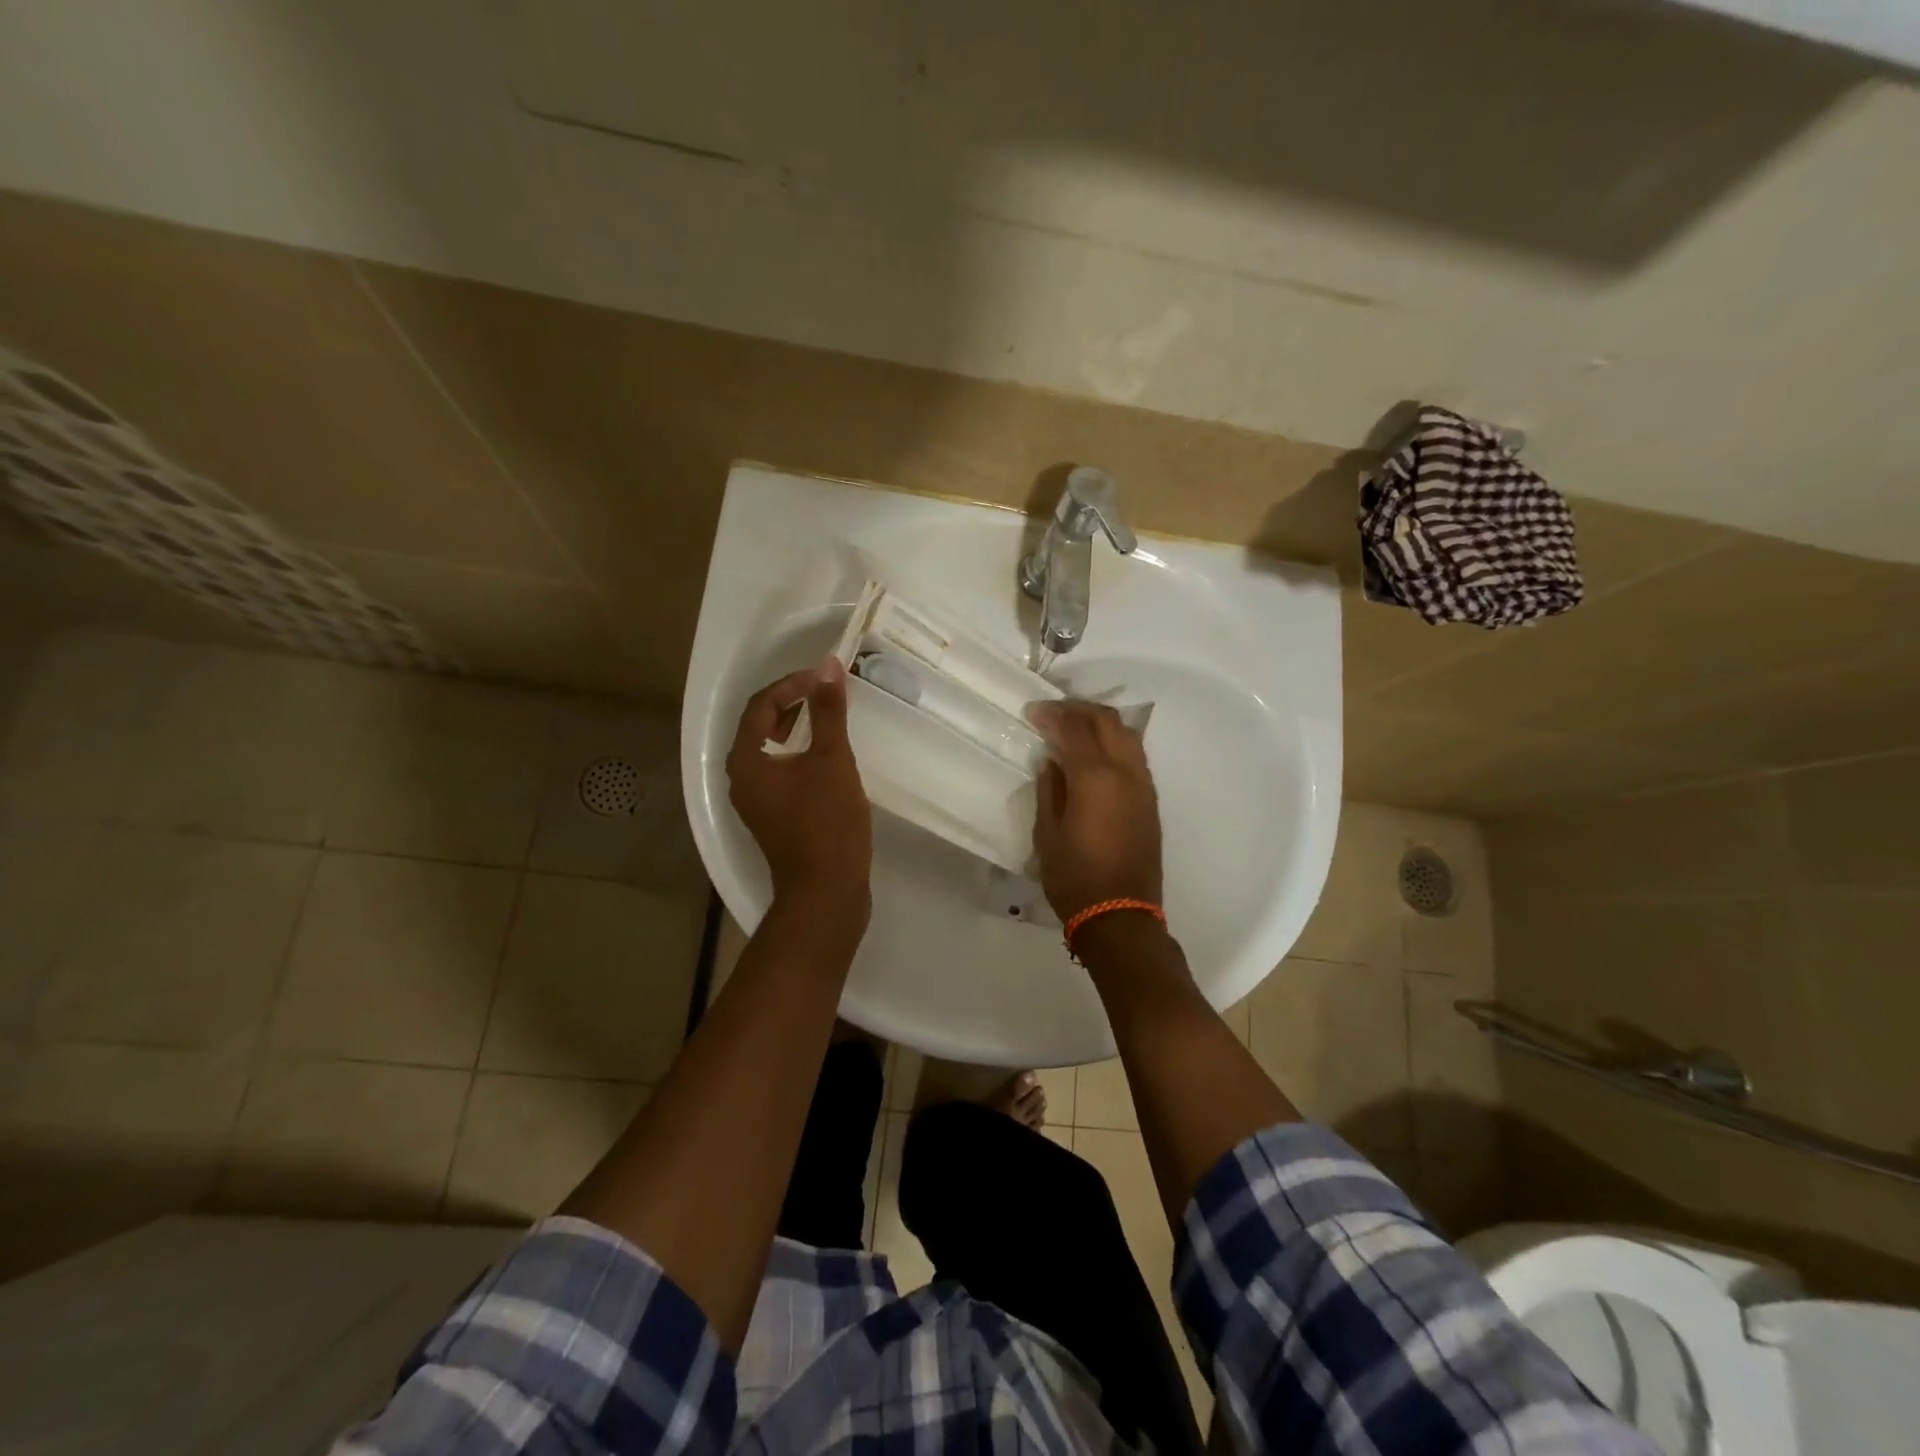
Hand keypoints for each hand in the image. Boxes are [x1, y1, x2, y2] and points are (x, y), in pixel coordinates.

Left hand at [727, 659, 872, 922]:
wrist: (826, 892)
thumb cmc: (826, 823)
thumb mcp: (831, 760)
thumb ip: (828, 712)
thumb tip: (827, 667)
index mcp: (746, 762)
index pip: (760, 706)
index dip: (791, 685)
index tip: (824, 677)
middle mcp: (742, 779)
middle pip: (760, 727)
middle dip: (791, 703)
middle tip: (824, 692)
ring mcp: (757, 802)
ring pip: (770, 751)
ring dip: (795, 728)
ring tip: (826, 716)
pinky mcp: (774, 818)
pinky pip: (780, 772)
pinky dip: (799, 754)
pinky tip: (826, 756)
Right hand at [1028, 700, 1161, 920]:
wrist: (1121, 917)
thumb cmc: (1074, 878)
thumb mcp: (1047, 834)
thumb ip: (1049, 790)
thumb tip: (1051, 762)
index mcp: (1096, 778)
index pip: (1075, 729)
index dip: (1053, 715)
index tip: (1033, 711)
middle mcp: (1126, 773)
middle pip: (1108, 721)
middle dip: (1079, 709)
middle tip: (1054, 711)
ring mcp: (1143, 786)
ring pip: (1128, 735)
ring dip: (1101, 722)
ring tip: (1075, 726)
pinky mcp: (1151, 801)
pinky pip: (1134, 756)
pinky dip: (1114, 742)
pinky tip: (1095, 752)